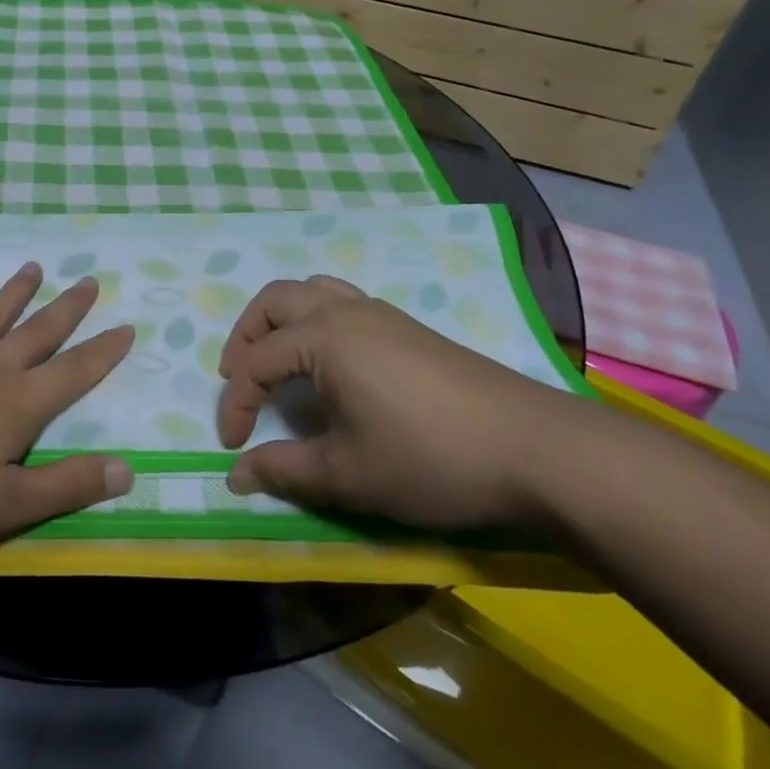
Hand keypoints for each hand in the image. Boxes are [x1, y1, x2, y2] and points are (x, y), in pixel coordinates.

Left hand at [0, 264, 135, 559]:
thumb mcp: (7, 504)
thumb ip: (67, 485)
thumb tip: (127, 469)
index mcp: (17, 405)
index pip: (73, 373)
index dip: (103, 352)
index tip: (127, 325)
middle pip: (36, 334)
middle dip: (65, 310)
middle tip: (88, 280)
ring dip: (12, 294)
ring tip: (33, 268)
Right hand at [216, 276, 587, 529]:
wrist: (537, 451)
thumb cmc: (431, 459)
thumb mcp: (349, 474)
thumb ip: (285, 470)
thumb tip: (235, 477)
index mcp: (324, 338)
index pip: (257, 363)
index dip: (236, 404)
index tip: (232, 446)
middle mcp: (347, 311)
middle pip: (275, 301)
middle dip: (245, 337)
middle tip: (238, 378)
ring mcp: (383, 314)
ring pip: (313, 291)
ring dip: (281, 320)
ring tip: (276, 360)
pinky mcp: (410, 328)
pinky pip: (344, 302)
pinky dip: (317, 320)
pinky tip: (331, 363)